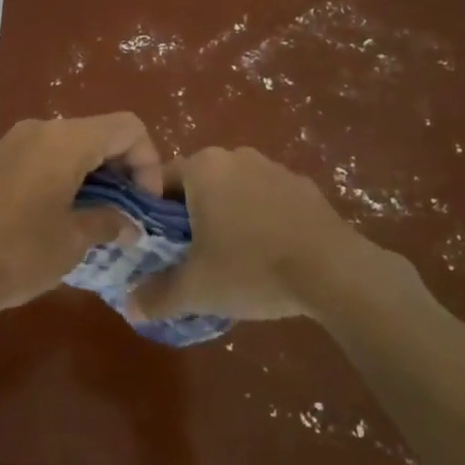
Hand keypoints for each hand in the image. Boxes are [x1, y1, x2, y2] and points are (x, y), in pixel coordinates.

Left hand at [0, 112, 164, 320]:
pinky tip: (68, 214)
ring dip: (96, 174)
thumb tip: (131, 225)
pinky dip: (69, 175)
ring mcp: (16, 142)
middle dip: (123, 168)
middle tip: (129, 214)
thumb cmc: (17, 253)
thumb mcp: (73, 241)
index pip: (127, 128)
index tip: (145, 205)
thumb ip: (109, 222)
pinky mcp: (0, 160)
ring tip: (102, 218)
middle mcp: (42, 130)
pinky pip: (48, 155)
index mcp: (65, 141)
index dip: (148, 162)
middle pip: (100, 132)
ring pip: (74, 144)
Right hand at [128, 146, 424, 323]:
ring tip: (232, 258)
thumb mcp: (196, 289)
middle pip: (197, 184)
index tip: (159, 247)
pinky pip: (268, 199)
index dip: (152, 215)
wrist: (336, 272)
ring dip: (227, 216)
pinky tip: (269, 255)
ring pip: (234, 190)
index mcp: (202, 167)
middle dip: (191, 216)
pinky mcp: (305, 187)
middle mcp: (235, 156)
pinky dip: (261, 220)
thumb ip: (157, 295)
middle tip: (192, 256)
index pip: (159, 182)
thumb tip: (128, 307)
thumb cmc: (252, 268)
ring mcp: (274, 168)